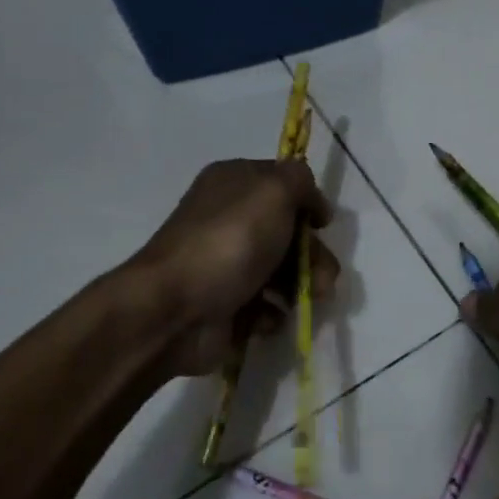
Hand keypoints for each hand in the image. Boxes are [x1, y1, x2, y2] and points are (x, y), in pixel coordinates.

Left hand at [130, 159, 339, 377]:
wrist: (175, 310)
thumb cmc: (229, 243)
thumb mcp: (273, 191)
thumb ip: (300, 180)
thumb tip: (310, 199)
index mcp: (234, 182)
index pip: (283, 182)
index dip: (308, 202)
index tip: (323, 225)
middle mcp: (229, 218)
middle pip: (288, 231)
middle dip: (314, 255)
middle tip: (323, 278)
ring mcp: (227, 263)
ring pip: (283, 271)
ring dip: (303, 287)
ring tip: (303, 303)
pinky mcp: (227, 303)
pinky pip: (265, 304)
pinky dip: (273, 312)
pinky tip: (267, 317)